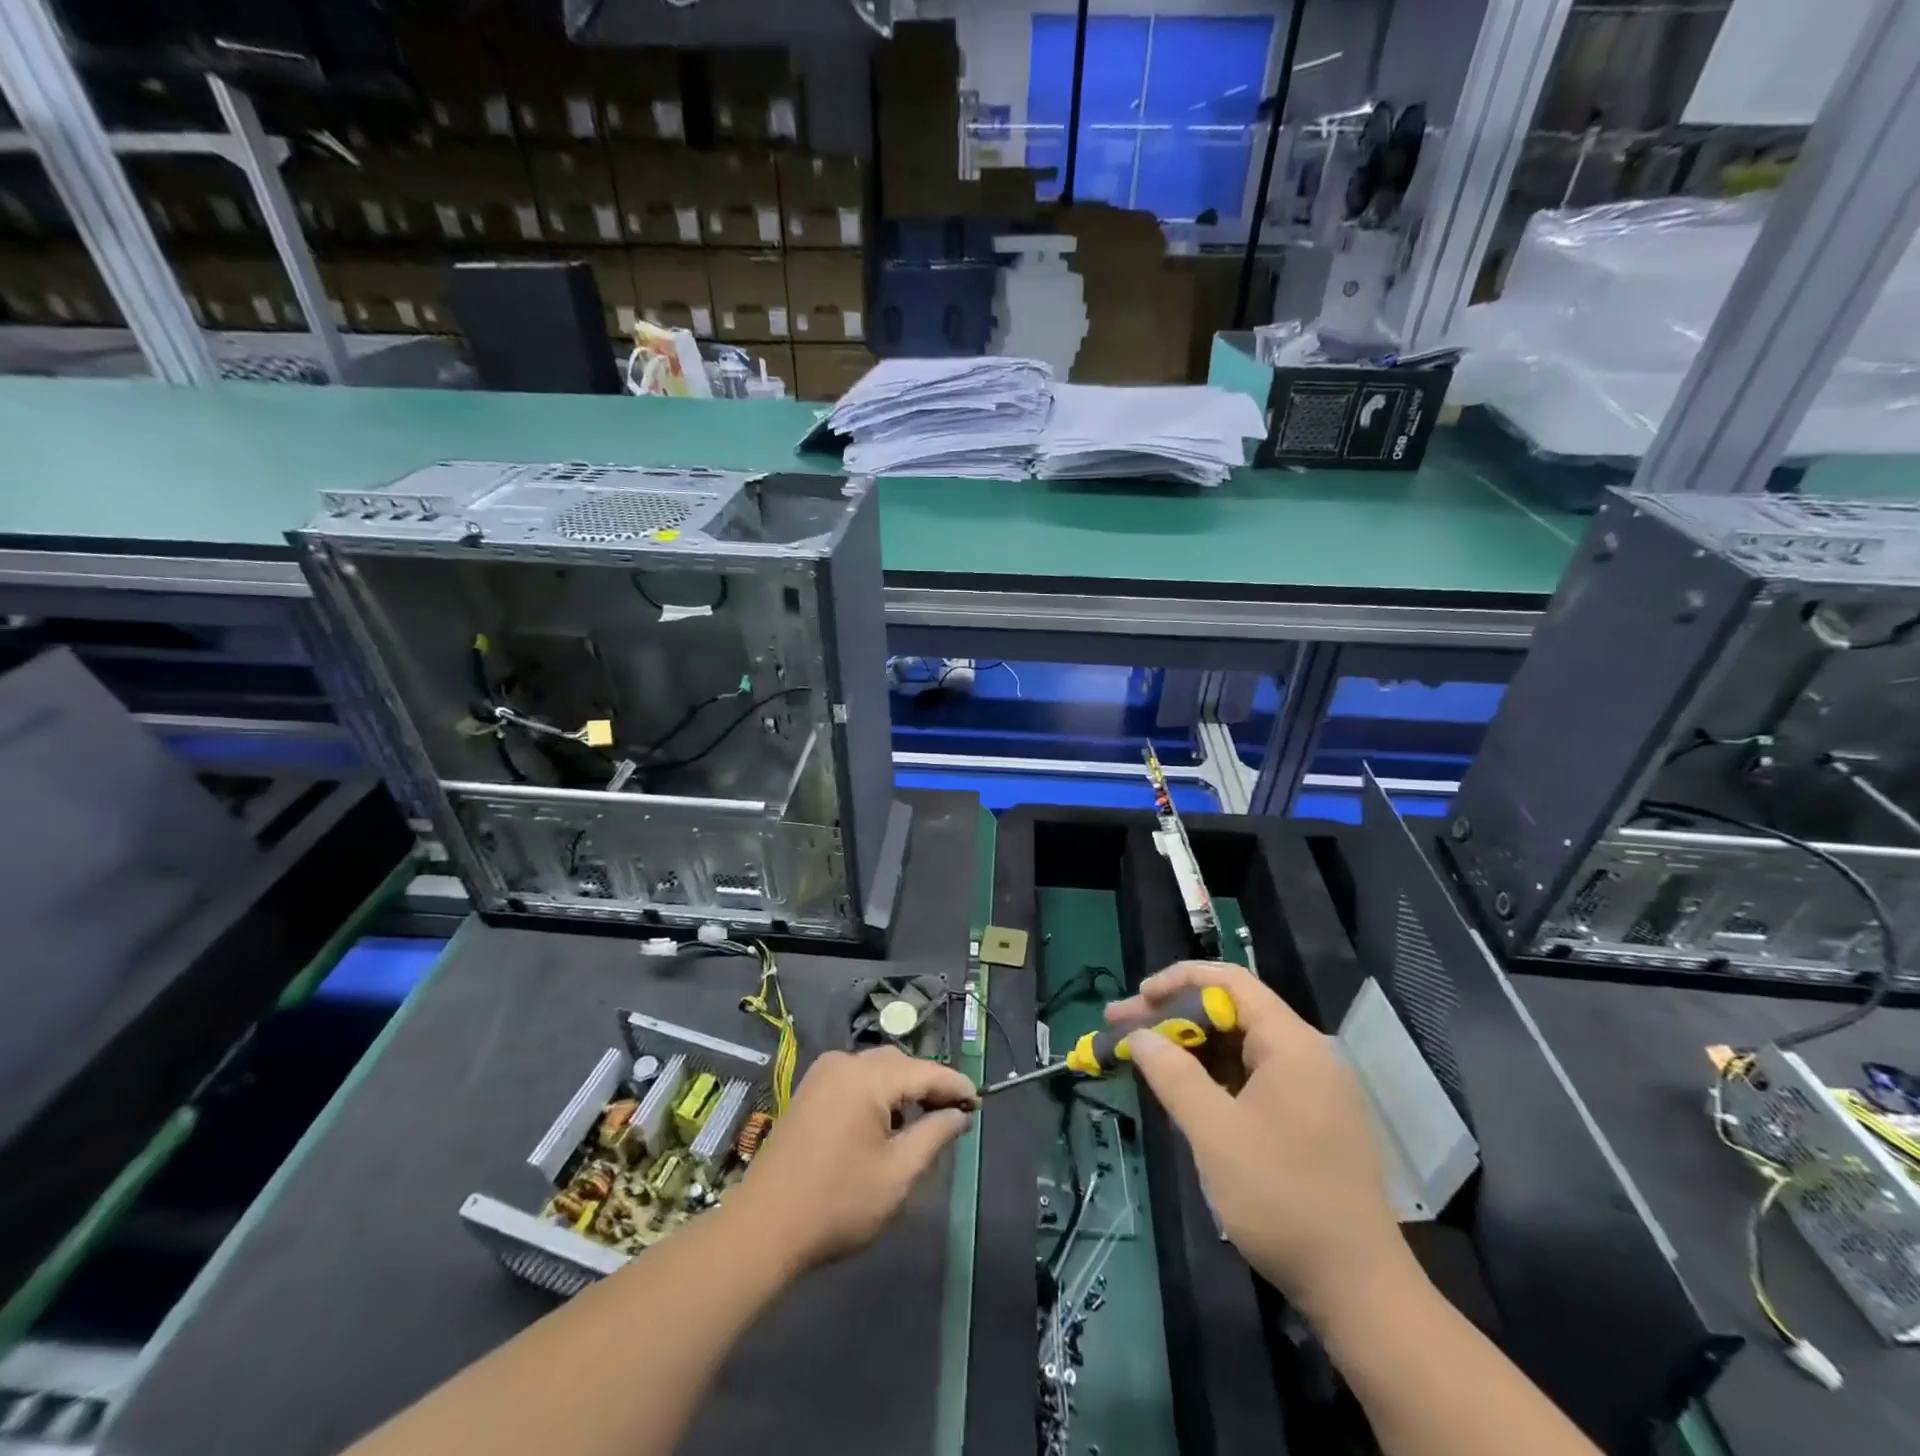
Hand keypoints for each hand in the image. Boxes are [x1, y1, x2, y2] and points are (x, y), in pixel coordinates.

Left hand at [728, 1047, 978, 1272]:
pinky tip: (884, 1125)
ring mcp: (822, 1074)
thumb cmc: (837, 1203)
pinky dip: (877, 1093)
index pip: (926, 1072)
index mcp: (868, 1077)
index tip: (980, 1103)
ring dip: (902, 1090)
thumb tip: (959, 1114)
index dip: (956, 1086)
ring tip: (922, 1123)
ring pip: (877, 1070)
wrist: (763, 1227)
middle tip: (954, 1116)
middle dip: (929, 1086)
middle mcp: (845, 1062)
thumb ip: (934, 1135)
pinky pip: (855, 1079)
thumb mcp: (898, 1174)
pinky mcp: (809, 1090)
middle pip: (900, 1064)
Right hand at [1109, 961, 1409, 1316]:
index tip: (1137, 998)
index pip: (1230, 981)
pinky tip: (1184, 1091)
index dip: (1179, 980)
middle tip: (1123, 1030)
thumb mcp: (1215, 1132)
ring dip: (1191, 1048)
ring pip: (1240, 1047)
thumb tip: (1138, 1035)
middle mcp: (1306, 1055)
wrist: (1359, 1291)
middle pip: (1232, 1012)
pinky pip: (1253, 1078)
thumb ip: (1172, 1074)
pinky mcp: (1310, 1121)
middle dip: (1175, 1016)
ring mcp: (1311, 1089)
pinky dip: (1215, 1076)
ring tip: (1144, 1058)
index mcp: (1292, 1044)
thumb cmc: (1282, 1198)